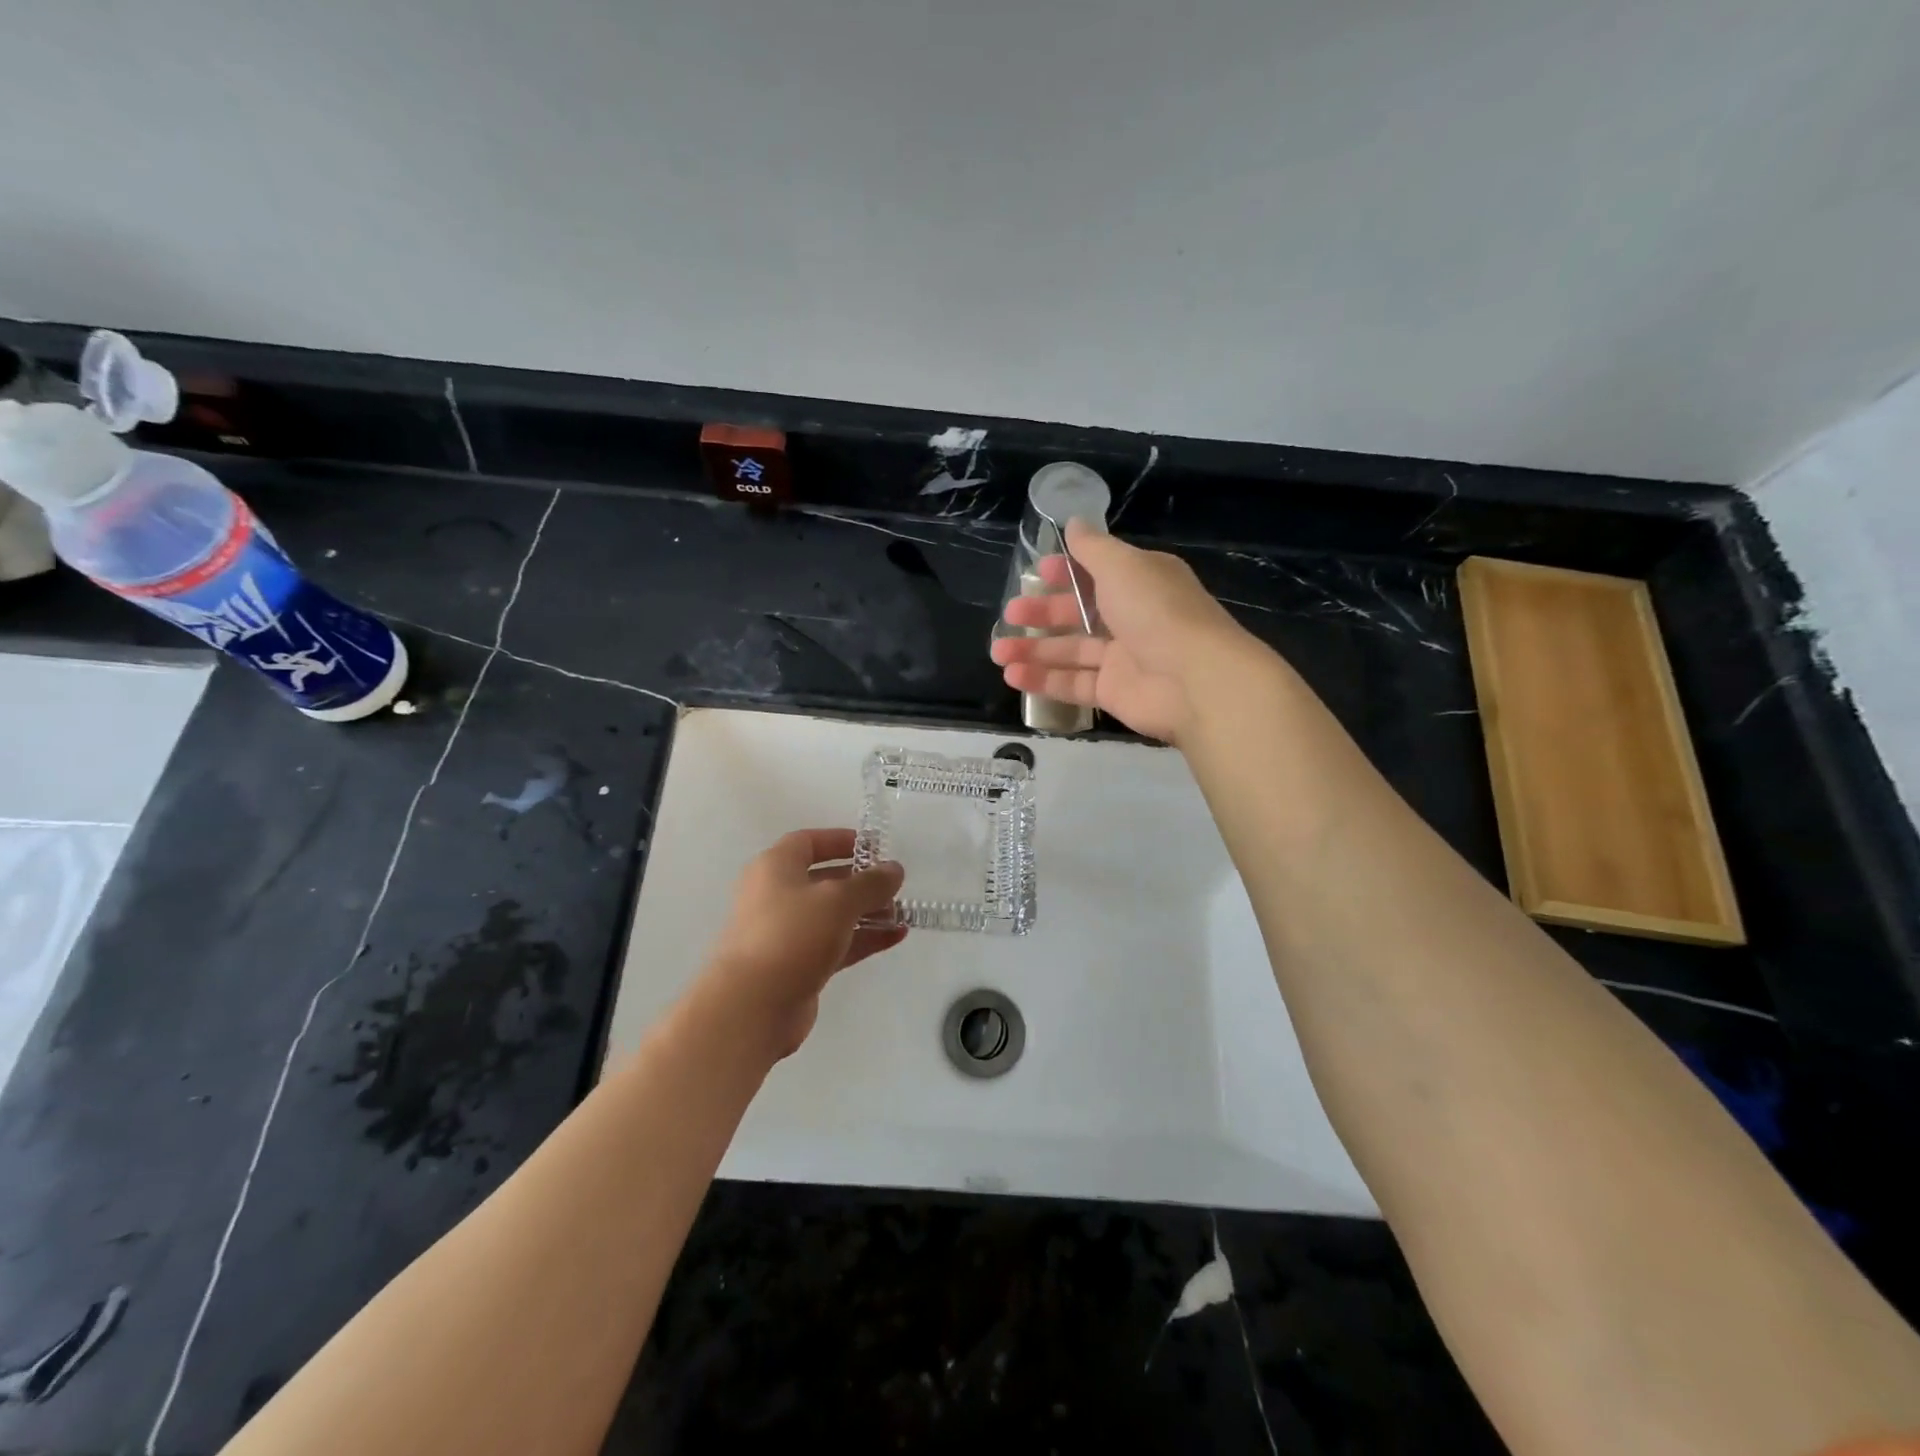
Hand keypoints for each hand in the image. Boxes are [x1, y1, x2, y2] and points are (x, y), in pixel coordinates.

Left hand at [693, 828, 905, 1059]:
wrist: (754, 1005)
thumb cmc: (792, 934)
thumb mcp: (839, 900)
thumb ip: (871, 882)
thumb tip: (894, 869)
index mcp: (775, 867)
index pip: (808, 842)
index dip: (840, 840)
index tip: (873, 847)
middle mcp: (776, 895)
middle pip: (822, 879)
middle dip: (860, 881)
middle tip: (893, 885)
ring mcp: (785, 933)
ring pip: (831, 914)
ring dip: (865, 912)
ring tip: (901, 914)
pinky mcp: (796, 966)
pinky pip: (834, 943)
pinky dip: (862, 938)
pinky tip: (895, 937)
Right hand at [990, 522, 1253, 743]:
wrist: (1195, 679)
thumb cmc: (1157, 611)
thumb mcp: (1122, 566)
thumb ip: (1092, 548)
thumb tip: (1072, 523)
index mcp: (1140, 582)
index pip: (1097, 573)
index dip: (1066, 572)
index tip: (1037, 573)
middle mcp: (1133, 618)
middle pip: (1079, 613)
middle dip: (1042, 612)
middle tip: (1009, 615)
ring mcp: (1123, 658)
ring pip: (1071, 652)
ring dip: (1033, 650)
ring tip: (997, 652)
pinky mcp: (1114, 693)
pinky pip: (1073, 684)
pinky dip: (1043, 680)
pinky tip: (1012, 676)